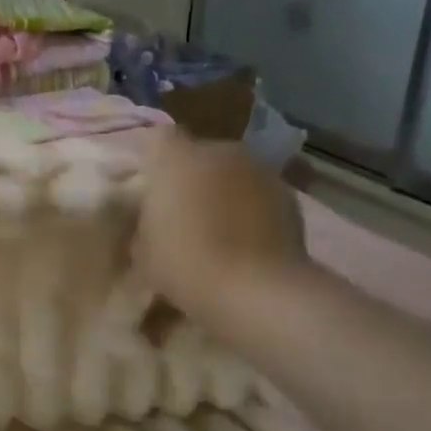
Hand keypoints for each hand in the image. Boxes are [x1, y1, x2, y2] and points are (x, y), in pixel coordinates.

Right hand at [133, 128, 308, 330]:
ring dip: (221, 191)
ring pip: (230, 173)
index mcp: (176, 159)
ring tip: (215, 227)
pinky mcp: (288, 195)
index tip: (146, 189)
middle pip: (198, 154)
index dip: (152, 162)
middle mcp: (219, 152)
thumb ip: (143, 220)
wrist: (256, 290)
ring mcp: (258, 170)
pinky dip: (249, 208)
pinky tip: (243, 239)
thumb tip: (150, 216)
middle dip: (189, 177)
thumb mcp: (141, 248)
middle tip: (180, 212)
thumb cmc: (185, 264)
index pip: (157, 140)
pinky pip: (256, 193)